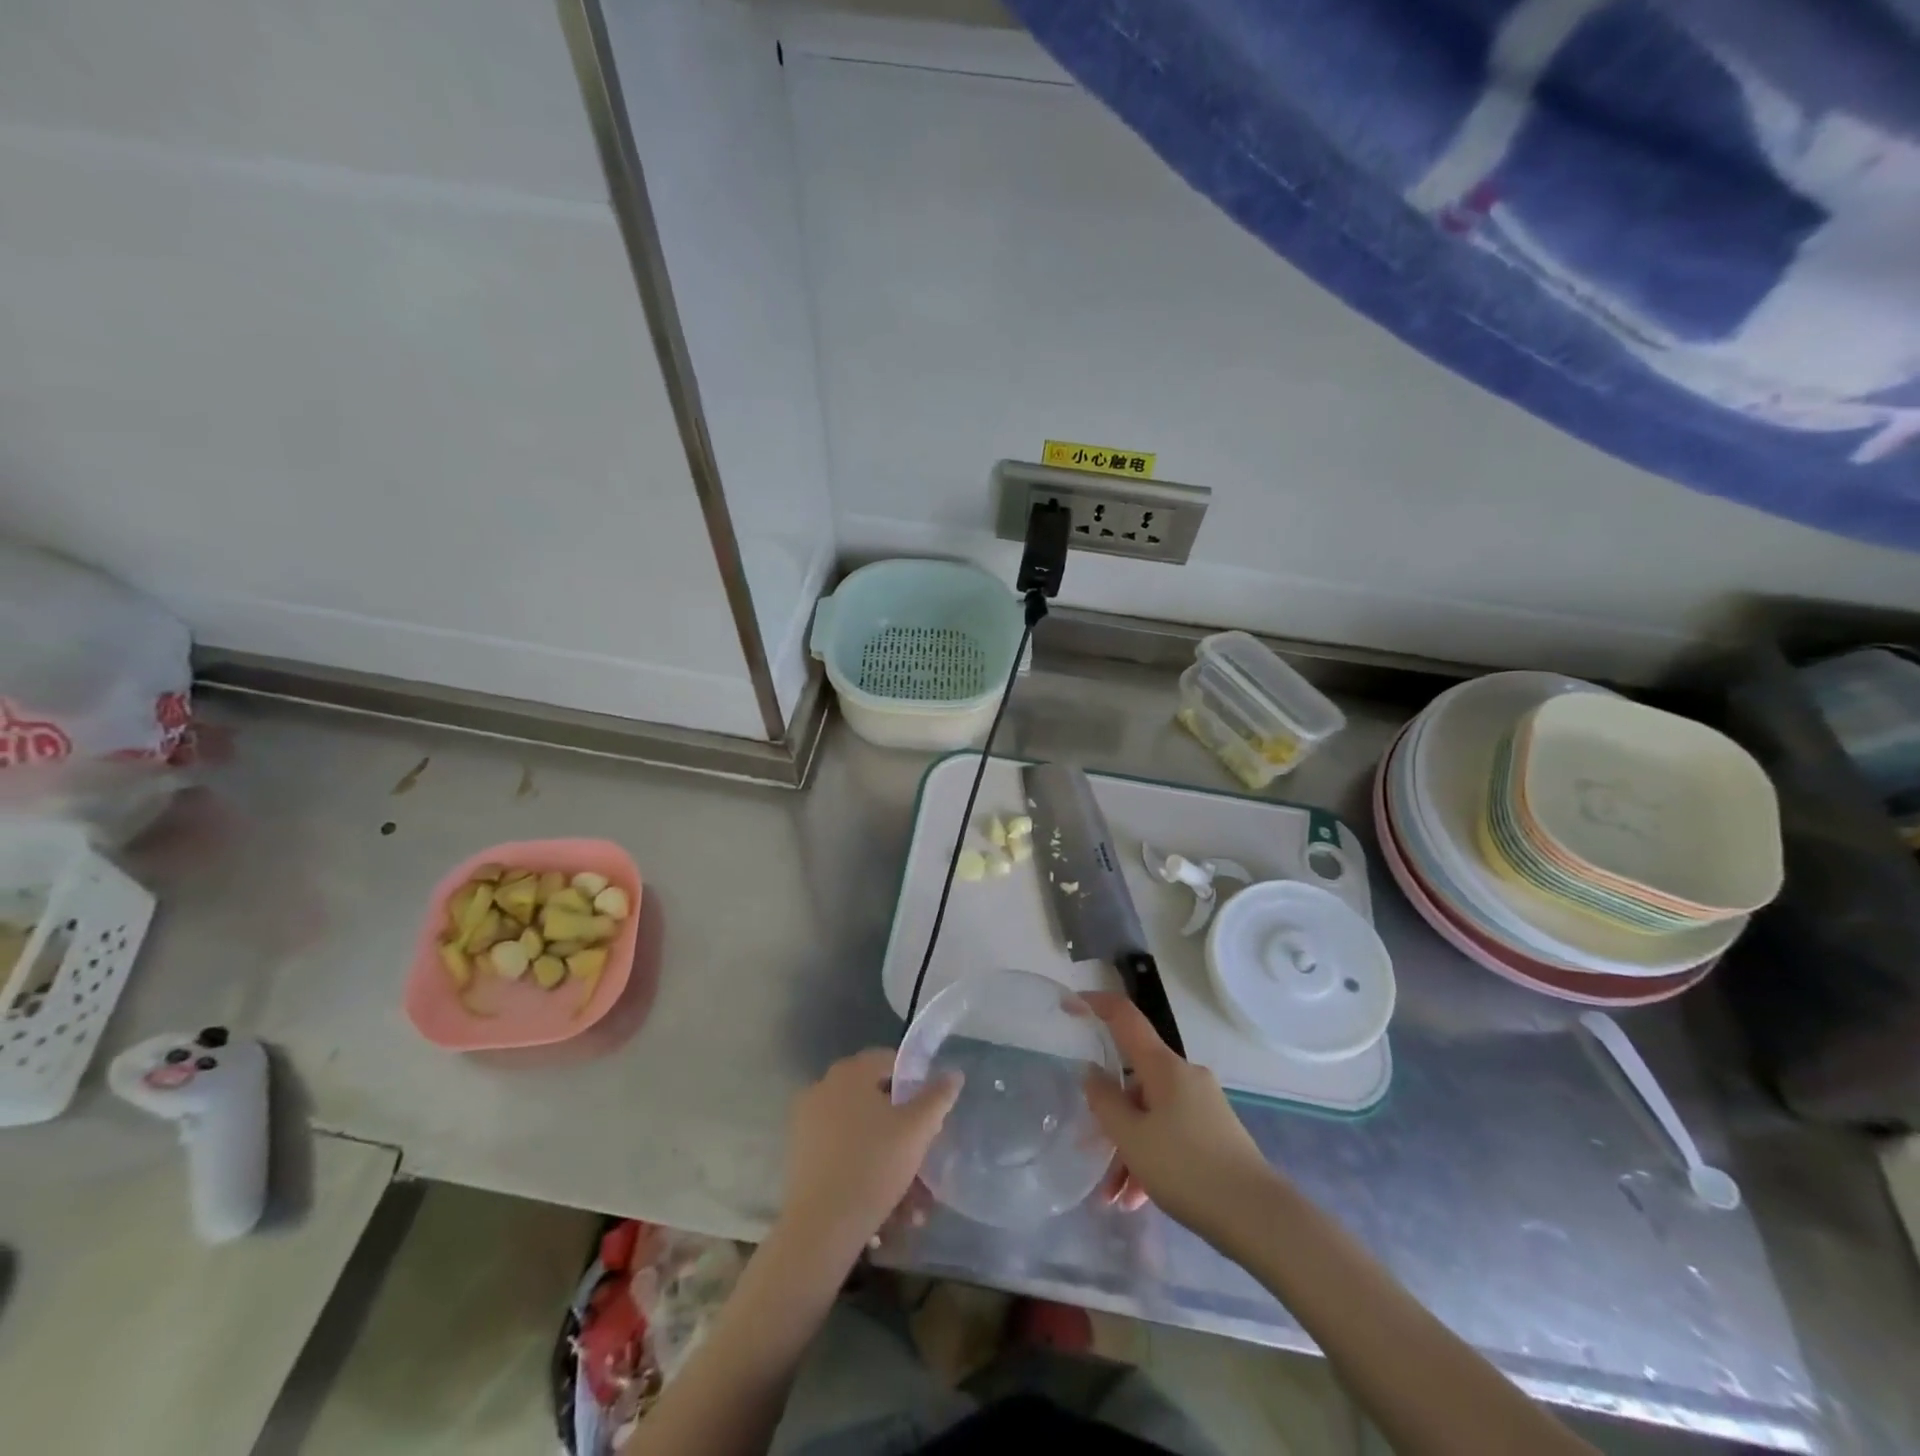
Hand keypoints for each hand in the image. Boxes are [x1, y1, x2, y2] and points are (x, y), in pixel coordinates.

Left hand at [777, 1049, 961, 1270]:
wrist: (820, 1227)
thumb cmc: (873, 1165)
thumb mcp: (917, 1129)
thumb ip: (938, 1097)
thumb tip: (953, 1073)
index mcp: (850, 1072)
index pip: (890, 1061)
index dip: (915, 1083)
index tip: (931, 1114)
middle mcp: (825, 1088)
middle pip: (876, 1101)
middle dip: (904, 1132)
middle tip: (924, 1159)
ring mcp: (808, 1122)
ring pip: (862, 1134)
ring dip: (890, 1160)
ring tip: (914, 1203)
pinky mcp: (801, 1156)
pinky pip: (843, 1154)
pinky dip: (866, 1172)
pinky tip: (889, 1209)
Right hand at [1080, 993, 1277, 1235]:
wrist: (1259, 1217)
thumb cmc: (1188, 1169)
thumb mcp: (1132, 1138)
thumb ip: (1105, 1102)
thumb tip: (1092, 1073)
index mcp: (1164, 1066)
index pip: (1125, 1018)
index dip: (1095, 1004)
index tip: (1068, 1005)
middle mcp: (1184, 1076)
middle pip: (1134, 1082)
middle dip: (1110, 1117)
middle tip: (1089, 1150)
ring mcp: (1203, 1105)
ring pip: (1151, 1115)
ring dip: (1128, 1149)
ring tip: (1114, 1198)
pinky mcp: (1215, 1133)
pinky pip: (1171, 1134)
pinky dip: (1151, 1158)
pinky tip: (1139, 1199)